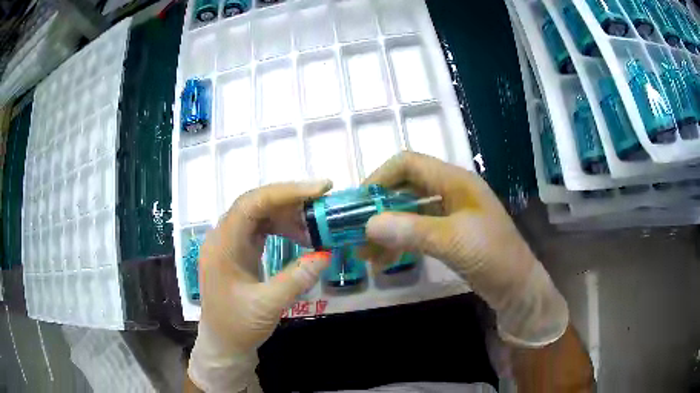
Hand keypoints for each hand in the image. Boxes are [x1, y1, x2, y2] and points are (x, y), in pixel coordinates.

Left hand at [188, 181, 331, 391]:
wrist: (223, 345)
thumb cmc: (238, 327)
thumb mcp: (267, 306)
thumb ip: (295, 280)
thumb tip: (326, 254)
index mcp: (222, 245)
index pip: (251, 204)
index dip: (285, 192)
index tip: (319, 190)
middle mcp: (223, 237)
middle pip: (256, 203)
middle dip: (291, 200)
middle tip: (324, 202)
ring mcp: (231, 243)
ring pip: (260, 214)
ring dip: (289, 215)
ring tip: (316, 224)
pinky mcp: (239, 251)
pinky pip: (262, 229)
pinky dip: (283, 228)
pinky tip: (302, 237)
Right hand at [362, 152, 567, 346]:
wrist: (517, 287)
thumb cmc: (493, 256)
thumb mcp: (453, 241)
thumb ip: (411, 230)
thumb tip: (368, 224)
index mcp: (455, 181)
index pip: (409, 163)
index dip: (380, 177)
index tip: (359, 202)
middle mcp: (451, 191)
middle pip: (405, 188)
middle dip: (379, 208)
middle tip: (356, 231)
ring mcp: (450, 214)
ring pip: (409, 212)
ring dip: (387, 229)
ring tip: (365, 254)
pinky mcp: (450, 234)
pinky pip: (417, 231)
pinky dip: (400, 242)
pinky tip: (385, 260)